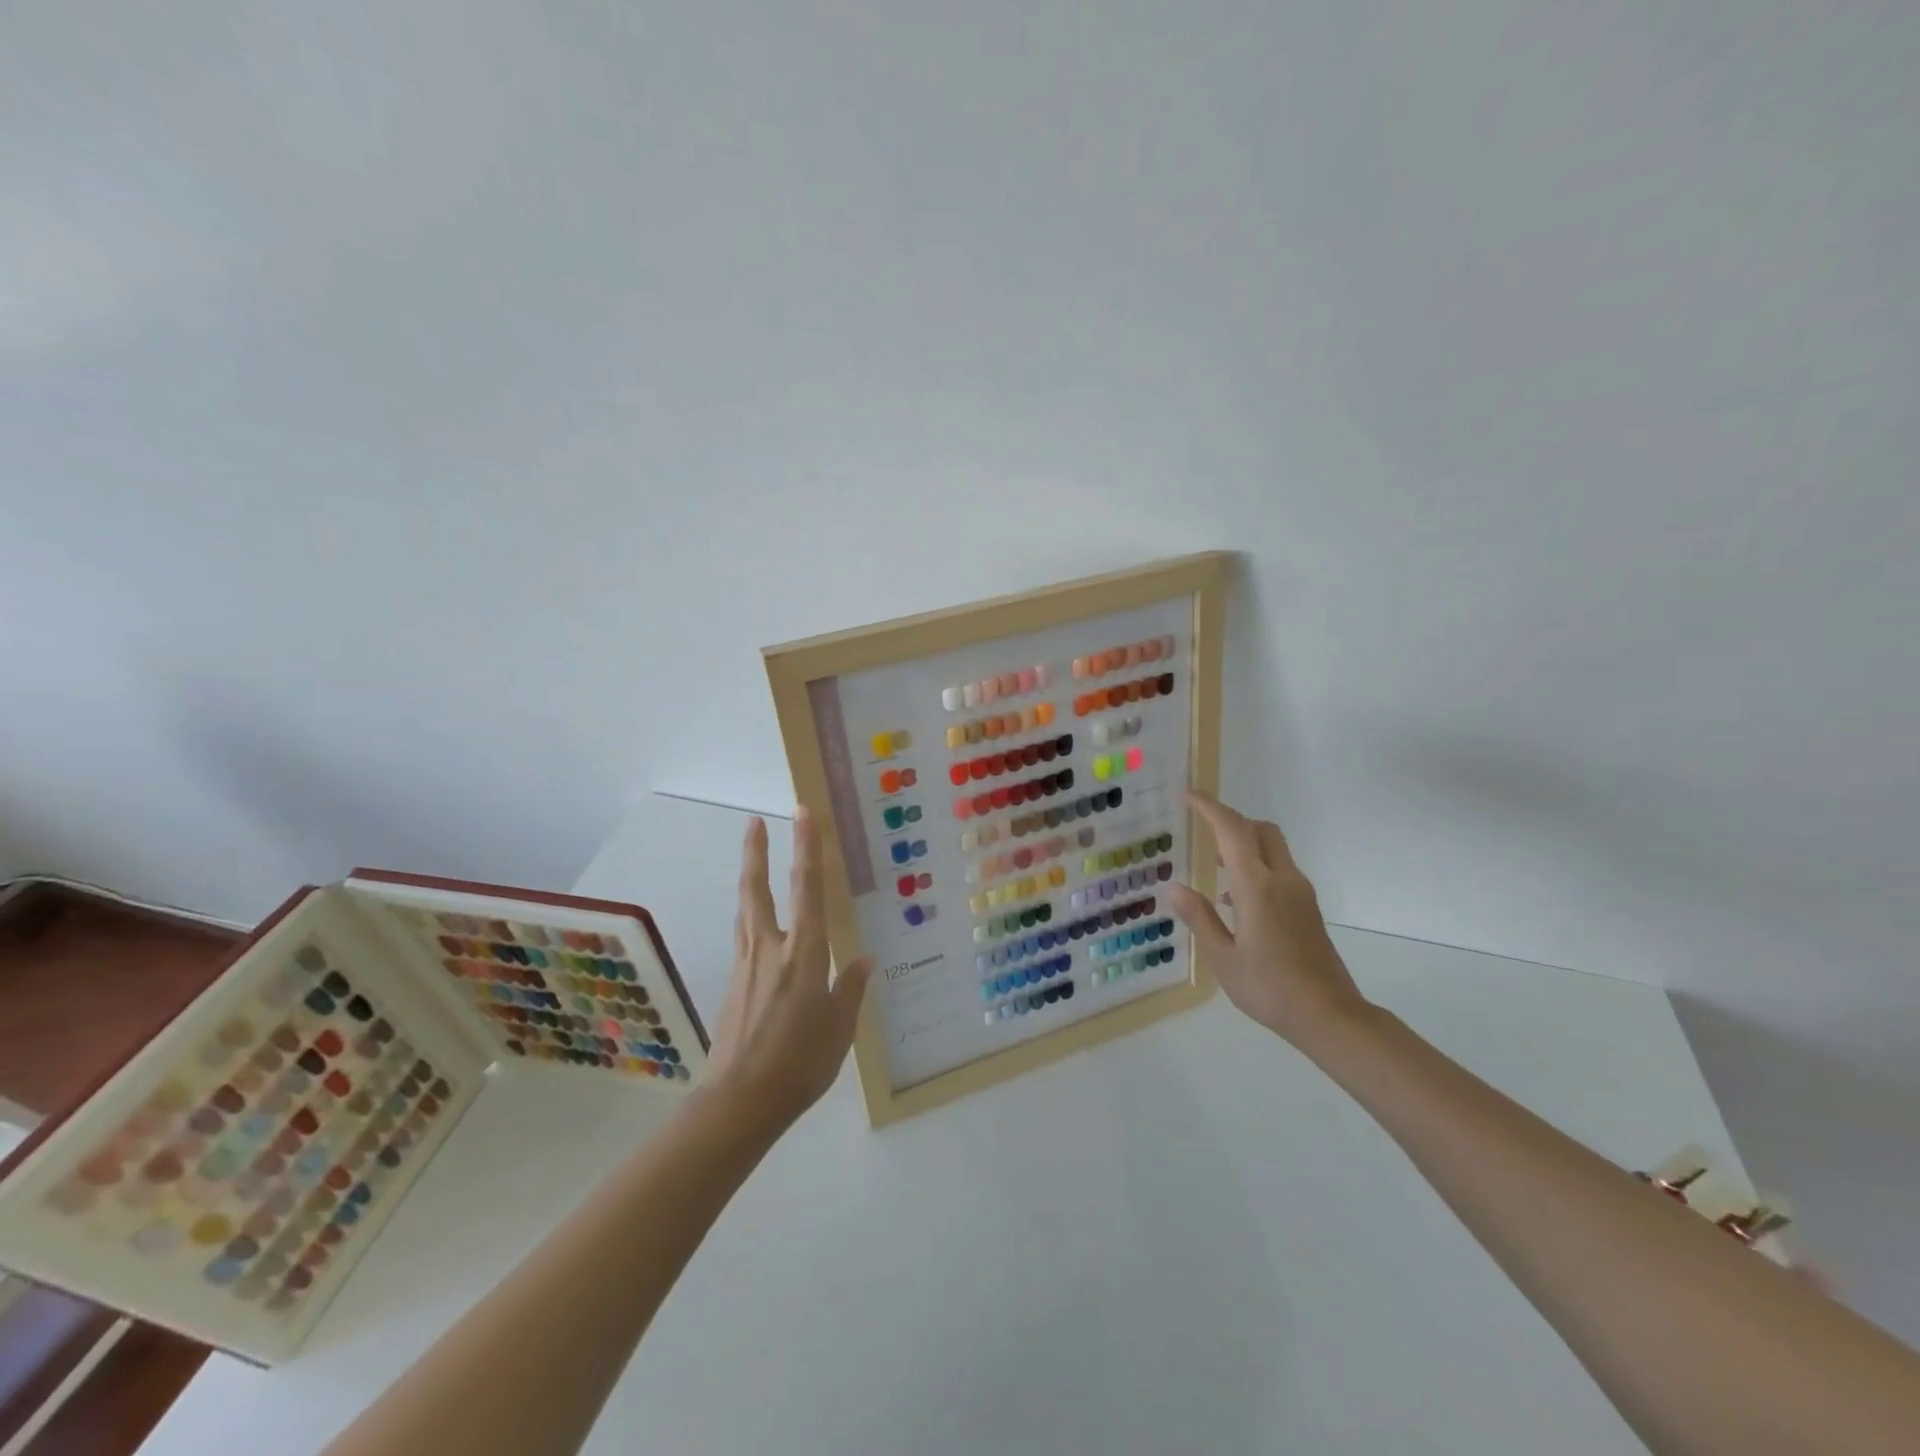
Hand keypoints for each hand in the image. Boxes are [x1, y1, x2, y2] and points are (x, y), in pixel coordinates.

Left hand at [706, 808, 872, 1134]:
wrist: (739, 1102)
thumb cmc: (799, 1063)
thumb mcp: (839, 1028)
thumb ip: (850, 988)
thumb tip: (864, 959)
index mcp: (803, 953)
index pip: (805, 888)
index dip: (806, 847)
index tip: (802, 812)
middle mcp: (770, 949)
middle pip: (757, 889)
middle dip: (756, 853)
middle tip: (753, 822)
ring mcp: (746, 965)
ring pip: (745, 910)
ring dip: (748, 879)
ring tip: (752, 859)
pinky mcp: (734, 984)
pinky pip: (744, 937)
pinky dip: (750, 917)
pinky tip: (757, 926)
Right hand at [1167, 792, 1370, 1051]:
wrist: (1330, 1016)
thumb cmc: (1270, 988)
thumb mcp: (1223, 958)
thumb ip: (1199, 918)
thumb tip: (1175, 888)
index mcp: (1258, 887)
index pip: (1232, 831)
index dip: (1210, 808)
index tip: (1188, 795)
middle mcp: (1283, 880)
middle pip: (1261, 830)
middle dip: (1231, 821)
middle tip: (1202, 829)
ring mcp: (1300, 893)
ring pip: (1273, 849)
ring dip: (1244, 845)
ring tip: (1214, 866)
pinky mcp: (1308, 908)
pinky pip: (1279, 870)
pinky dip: (1256, 866)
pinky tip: (1236, 900)